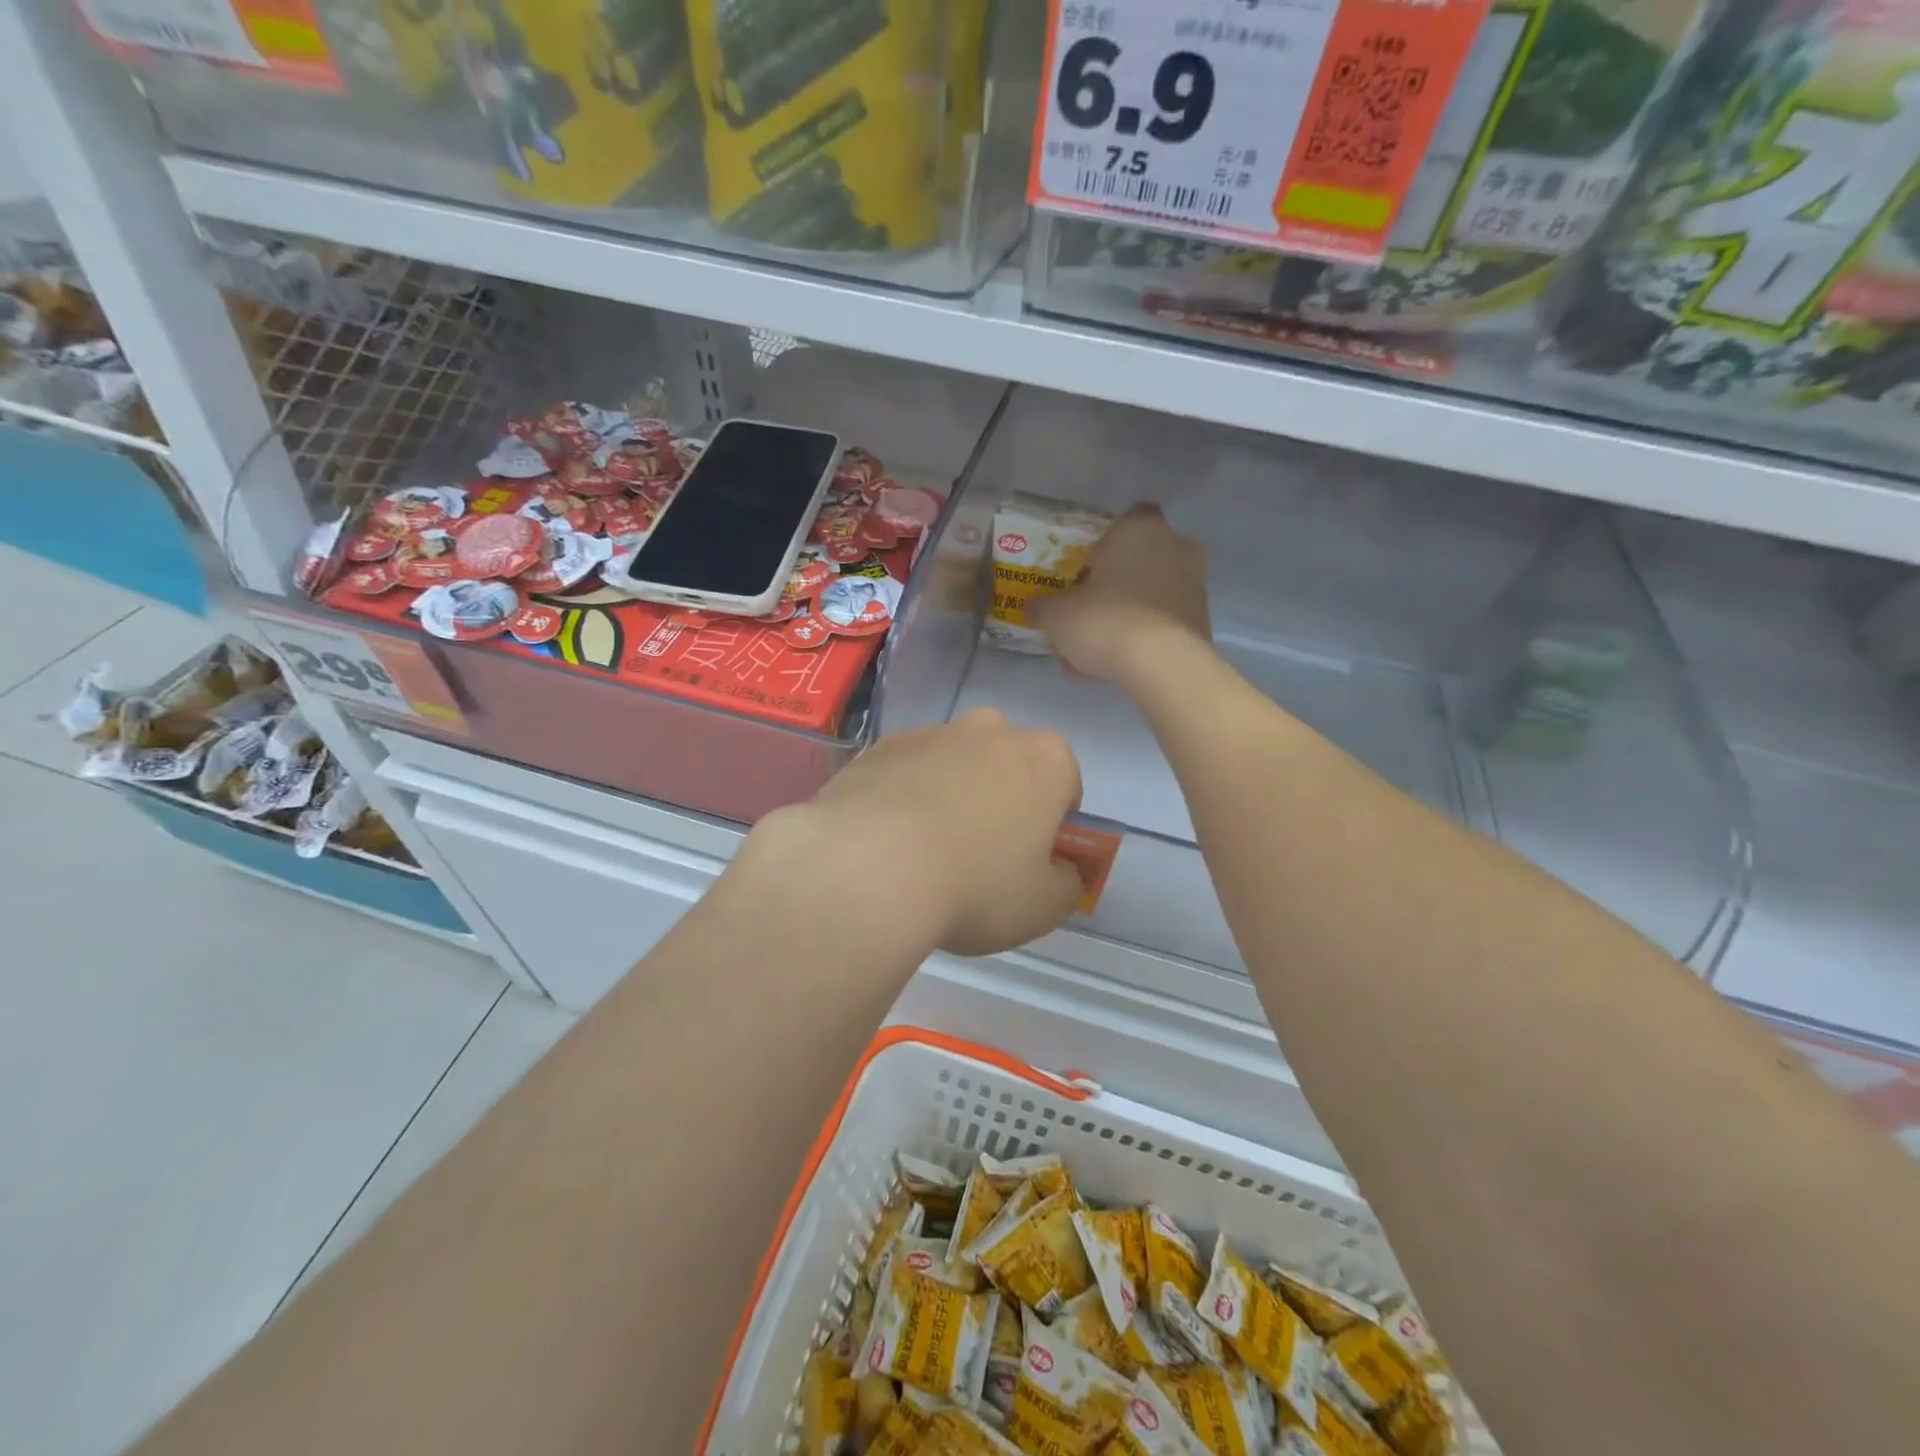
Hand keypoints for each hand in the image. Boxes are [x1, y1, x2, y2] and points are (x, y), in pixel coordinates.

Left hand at [755, 709, 1085, 957]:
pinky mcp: (879, 746)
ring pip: (954, 765)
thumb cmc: (975, 885)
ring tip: (926, 853)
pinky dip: (905, 797)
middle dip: (1001, 801)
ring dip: (950, 796)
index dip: (1052, 825)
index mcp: (1045, 758)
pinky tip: (888, 842)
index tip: (1029, 860)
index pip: (1065, 785)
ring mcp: (931, 732)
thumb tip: (1060, 871)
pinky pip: (907, 772)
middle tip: (980, 856)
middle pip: (1008, 766)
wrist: (869, 868)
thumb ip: (1067, 884)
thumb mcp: (1044, 906)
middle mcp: (991, 730)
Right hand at [1028, 505, 1210, 687]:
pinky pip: (1166, 624)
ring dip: (1131, 613)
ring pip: (1154, 594)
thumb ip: (1043, 607)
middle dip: (1120, 580)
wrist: (1161, 664)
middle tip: (1092, 608)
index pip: (1128, 518)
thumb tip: (1032, 607)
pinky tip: (1121, 664)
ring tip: (1100, 648)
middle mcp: (1176, 547)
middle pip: (1143, 557)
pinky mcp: (1203, 622)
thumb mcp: (1058, 615)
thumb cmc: (1106, 619)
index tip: (1089, 567)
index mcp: (1141, 529)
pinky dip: (1146, 638)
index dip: (1107, 542)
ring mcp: (1196, 585)